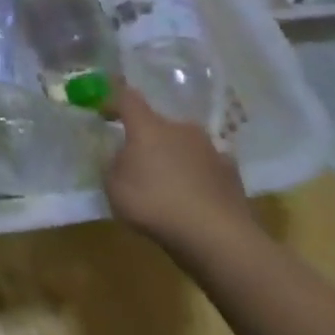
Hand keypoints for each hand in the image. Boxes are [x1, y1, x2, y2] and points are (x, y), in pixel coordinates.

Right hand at [103, 85, 255, 257]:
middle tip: (138, 162)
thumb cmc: (155, 205)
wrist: (218, 236)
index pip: (127, 98)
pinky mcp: (231, 171)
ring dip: (173, 156)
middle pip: (158, 124)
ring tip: (168, 184)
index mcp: (148, 126)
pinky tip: (193, 198)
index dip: (113, 101)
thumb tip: (121, 156)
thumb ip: (113, 165)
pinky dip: (196, 175)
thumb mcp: (114, 187)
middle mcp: (180, 128)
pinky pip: (205, 166)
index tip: (103, 112)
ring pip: (183, 144)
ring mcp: (210, 148)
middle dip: (147, 138)